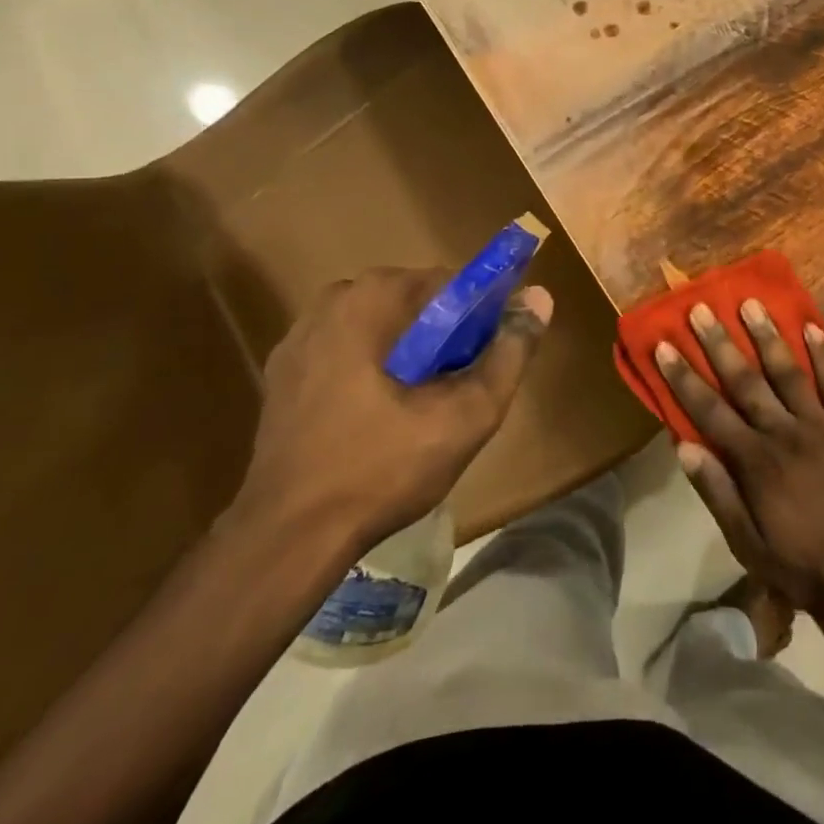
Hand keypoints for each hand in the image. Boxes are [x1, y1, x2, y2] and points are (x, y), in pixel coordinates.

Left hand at [237, 269, 551, 546]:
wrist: (286, 539)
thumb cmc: (382, 468)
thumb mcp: (466, 415)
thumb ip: (510, 352)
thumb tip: (541, 297)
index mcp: (372, 297)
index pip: (451, 284)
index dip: (482, 317)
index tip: (490, 357)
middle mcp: (332, 300)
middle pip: (415, 303)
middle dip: (445, 336)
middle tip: (459, 388)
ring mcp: (300, 335)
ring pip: (382, 327)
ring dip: (409, 352)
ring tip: (422, 406)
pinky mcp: (282, 371)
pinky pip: (348, 350)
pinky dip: (372, 368)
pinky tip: (378, 416)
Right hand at [657, 299, 823, 612]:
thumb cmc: (806, 565)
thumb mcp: (749, 544)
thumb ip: (717, 493)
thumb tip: (682, 447)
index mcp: (755, 461)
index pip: (709, 411)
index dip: (684, 377)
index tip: (665, 345)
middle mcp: (784, 432)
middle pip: (745, 381)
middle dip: (720, 344)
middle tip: (701, 308)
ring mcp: (822, 425)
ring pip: (788, 372)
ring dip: (768, 336)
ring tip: (751, 303)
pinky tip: (812, 328)